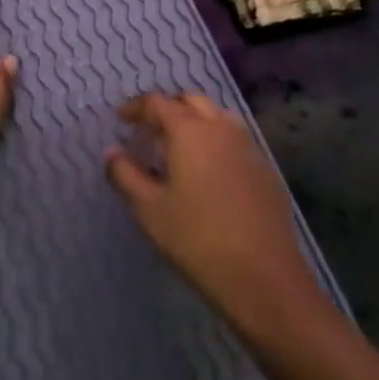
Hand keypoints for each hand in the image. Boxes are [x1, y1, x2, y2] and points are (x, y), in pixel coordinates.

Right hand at [105, 92, 321, 333]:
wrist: (264, 277)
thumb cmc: (196, 239)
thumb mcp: (148, 209)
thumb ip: (125, 174)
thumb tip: (112, 152)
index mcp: (191, 131)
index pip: (158, 103)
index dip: (136, 107)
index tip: (121, 119)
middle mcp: (222, 129)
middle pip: (192, 101)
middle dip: (168, 109)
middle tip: (149, 132)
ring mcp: (249, 148)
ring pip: (218, 117)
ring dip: (195, 121)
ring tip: (178, 149)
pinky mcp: (266, 171)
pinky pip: (235, 140)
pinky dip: (215, 142)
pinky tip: (207, 173)